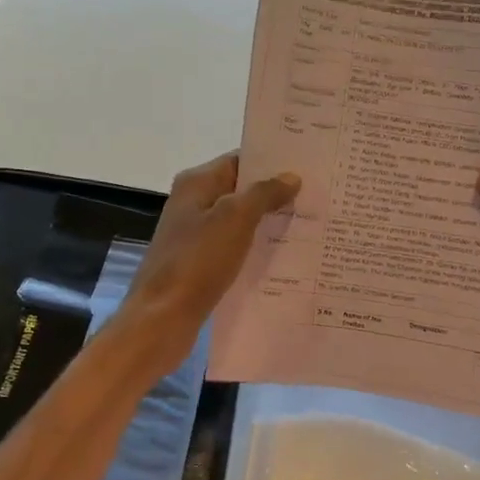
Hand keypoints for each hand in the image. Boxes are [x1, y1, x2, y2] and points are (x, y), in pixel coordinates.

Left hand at [115, 152, 299, 373]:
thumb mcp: (235, 219)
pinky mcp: (200, 264)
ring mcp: (195, 236)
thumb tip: (291, 176)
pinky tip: (284, 257)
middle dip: (275, 194)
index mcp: (196, 184)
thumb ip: (263, 193)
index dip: (272, 162)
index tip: (307, 166)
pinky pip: (234, 248)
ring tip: (309, 225)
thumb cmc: (197, 261)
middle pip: (240, 191)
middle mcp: (193, 204)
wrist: (162, 318)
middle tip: (317, 197)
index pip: (239, 160)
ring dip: (268, 223)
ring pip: (239, 221)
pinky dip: (255, 249)